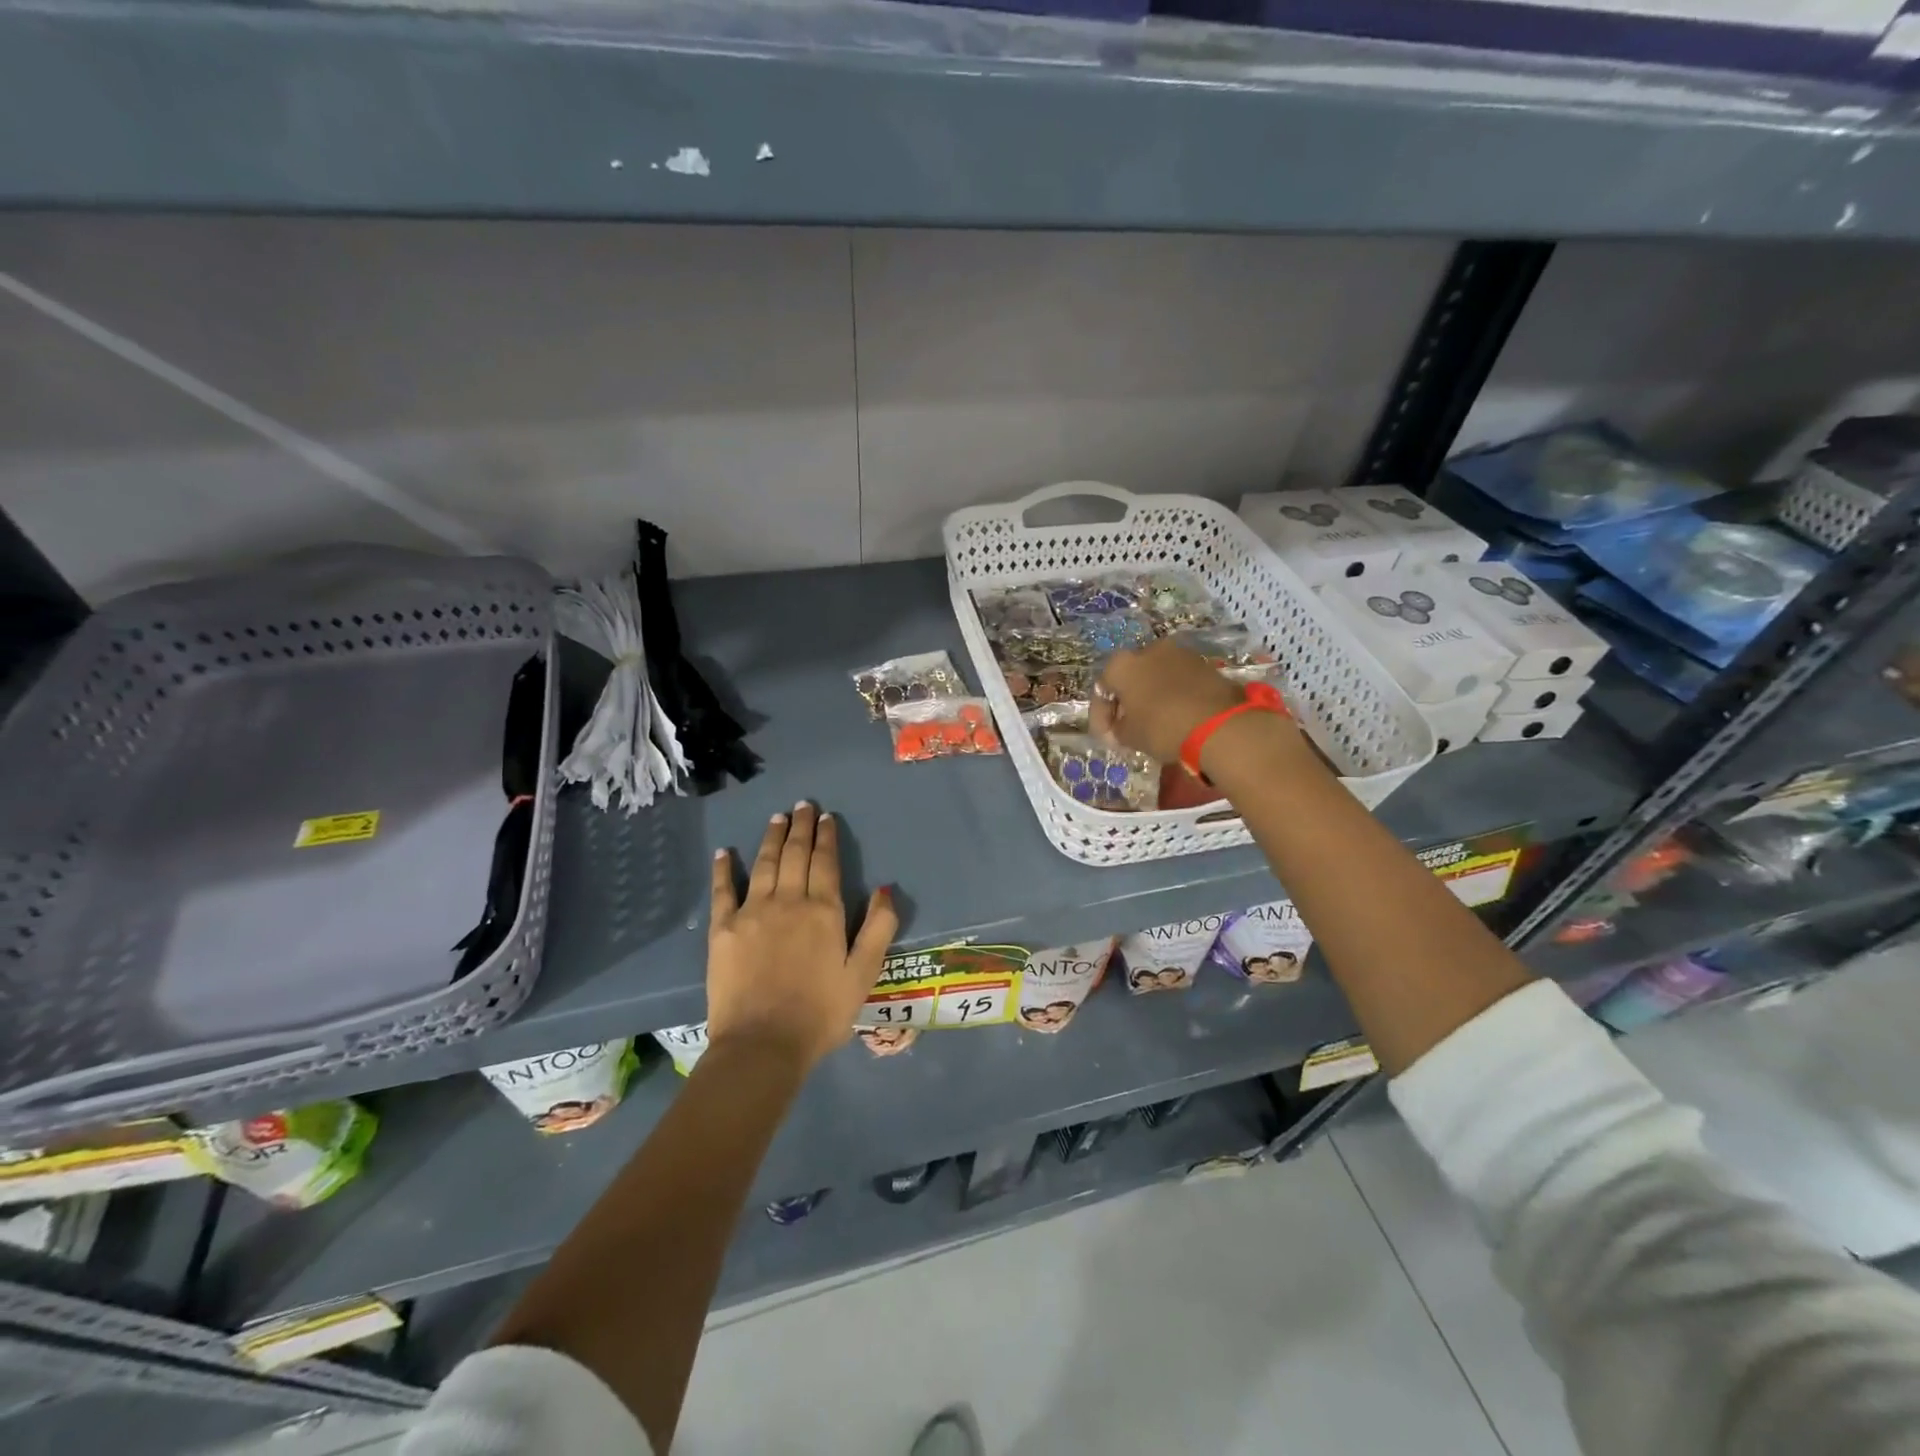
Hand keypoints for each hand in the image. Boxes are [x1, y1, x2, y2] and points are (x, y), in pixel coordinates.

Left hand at [707, 803, 897, 1070]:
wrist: (763, 1045)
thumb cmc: (821, 1013)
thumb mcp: (864, 974)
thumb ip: (878, 928)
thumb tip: (886, 888)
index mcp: (824, 911)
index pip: (826, 863)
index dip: (826, 837)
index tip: (826, 817)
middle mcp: (788, 901)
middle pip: (795, 855)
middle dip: (801, 827)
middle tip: (802, 805)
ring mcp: (752, 912)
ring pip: (764, 863)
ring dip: (771, 838)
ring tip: (777, 817)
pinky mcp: (723, 929)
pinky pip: (723, 890)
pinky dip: (724, 869)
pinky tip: (725, 852)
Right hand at [1092, 640, 1249, 763]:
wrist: (1218, 724)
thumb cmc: (1161, 727)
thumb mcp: (1129, 736)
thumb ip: (1118, 728)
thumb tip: (1121, 726)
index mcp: (1121, 664)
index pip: (1102, 690)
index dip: (1100, 716)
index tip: (1107, 737)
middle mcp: (1147, 650)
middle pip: (1130, 677)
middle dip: (1127, 701)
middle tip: (1128, 726)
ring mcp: (1179, 653)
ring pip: (1156, 676)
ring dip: (1151, 695)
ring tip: (1154, 721)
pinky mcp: (1204, 664)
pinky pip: (1178, 680)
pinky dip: (1173, 694)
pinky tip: (1176, 714)